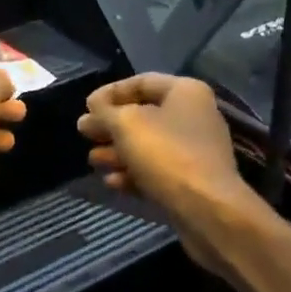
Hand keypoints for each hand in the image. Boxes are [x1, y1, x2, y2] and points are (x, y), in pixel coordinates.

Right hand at [76, 74, 256, 272]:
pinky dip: (134, 173)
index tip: (86, 106)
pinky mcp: (191, 181)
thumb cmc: (166, 154)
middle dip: (111, 125)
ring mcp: (194, 151)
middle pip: (144, 115)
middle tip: (84, 133)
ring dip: (118, 151)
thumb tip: (93, 106)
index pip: (141, 82)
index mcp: (185, 92)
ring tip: (93, 160)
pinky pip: (157, 171)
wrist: (207, 209)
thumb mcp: (126, 124)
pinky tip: (112, 182)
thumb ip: (105, 111)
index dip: (110, 92)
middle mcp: (193, 116)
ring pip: (148, 145)